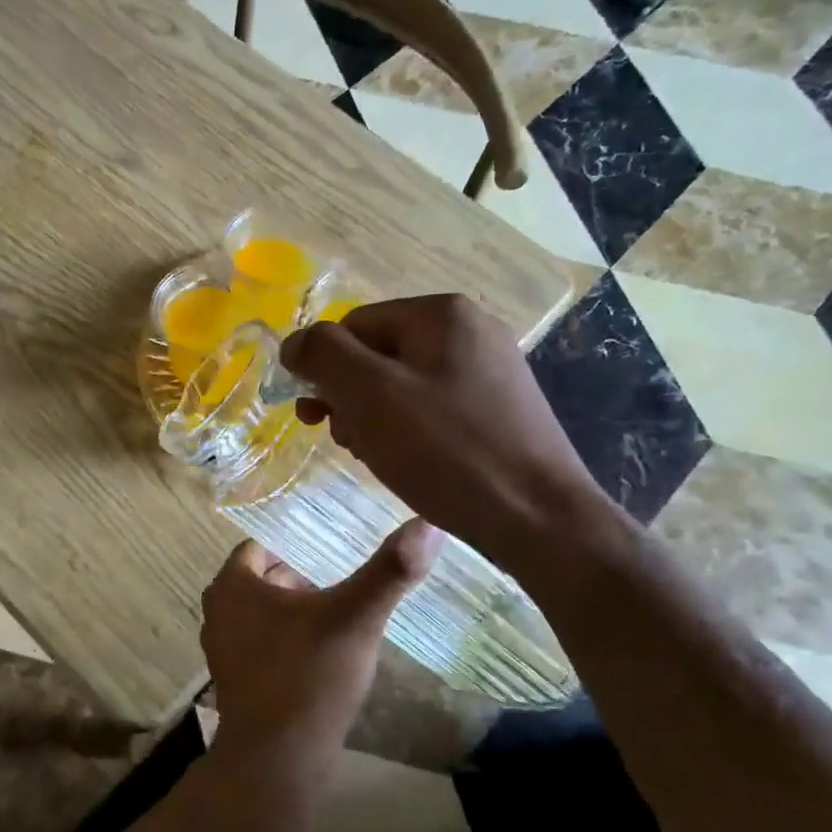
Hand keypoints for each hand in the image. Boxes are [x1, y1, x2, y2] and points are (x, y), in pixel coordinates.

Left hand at [199, 520, 439, 765]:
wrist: (277, 760)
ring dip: (292, 613)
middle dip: (297, 581)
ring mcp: (221, 650)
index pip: (260, 548)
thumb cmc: (310, 675)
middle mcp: (217, 612)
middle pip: (261, 581)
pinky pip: (260, 645)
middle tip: (338, 588)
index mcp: (232, 585)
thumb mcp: (356, 617)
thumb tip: (429, 524)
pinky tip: (319, 657)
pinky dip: (284, 642)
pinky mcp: (233, 682)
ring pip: (261, 614)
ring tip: (335, 620)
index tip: (330, 557)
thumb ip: (390, 571)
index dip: (296, 548)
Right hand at [280, 294, 612, 579]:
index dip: (326, 370)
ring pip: (401, 386)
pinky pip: (432, 409)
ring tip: (377, 458)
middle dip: (350, 398)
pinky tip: (409, 464)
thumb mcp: (371, 394)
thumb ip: (324, 355)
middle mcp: (469, 331)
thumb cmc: (447, 451)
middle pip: (377, 355)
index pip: (353, 326)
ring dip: (374, 419)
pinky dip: (408, 433)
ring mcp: (489, 371)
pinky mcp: (498, 410)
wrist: (538, 518)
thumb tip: (294, 342)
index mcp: (441, 314)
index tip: (317, 418)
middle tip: (346, 442)